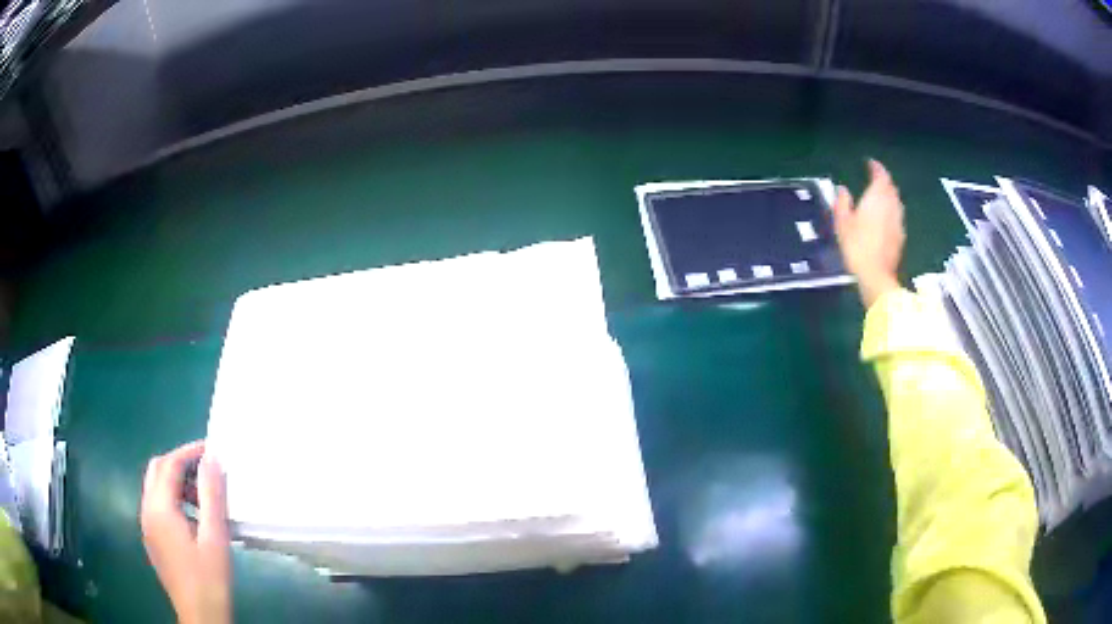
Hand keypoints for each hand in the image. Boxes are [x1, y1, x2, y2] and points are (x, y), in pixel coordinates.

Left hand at [141, 441, 231, 623]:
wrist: (200, 616)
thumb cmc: (209, 578)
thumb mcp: (215, 537)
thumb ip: (211, 495)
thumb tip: (212, 459)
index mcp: (159, 508)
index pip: (169, 464)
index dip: (189, 452)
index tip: (212, 449)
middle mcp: (146, 510)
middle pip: (157, 470)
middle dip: (180, 462)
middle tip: (206, 468)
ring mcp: (147, 525)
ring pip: (156, 487)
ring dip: (176, 481)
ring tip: (204, 495)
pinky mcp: (152, 538)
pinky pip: (157, 505)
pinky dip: (173, 498)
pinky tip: (194, 518)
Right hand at [832, 159, 905, 307]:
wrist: (876, 276)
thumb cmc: (857, 246)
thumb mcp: (842, 223)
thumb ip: (842, 202)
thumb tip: (843, 189)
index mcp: (877, 197)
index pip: (880, 175)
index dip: (876, 167)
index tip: (870, 163)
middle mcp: (891, 205)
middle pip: (891, 187)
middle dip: (883, 181)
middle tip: (875, 179)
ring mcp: (898, 221)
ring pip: (896, 201)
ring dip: (889, 196)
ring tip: (880, 197)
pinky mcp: (901, 236)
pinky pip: (897, 216)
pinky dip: (891, 211)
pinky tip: (885, 218)